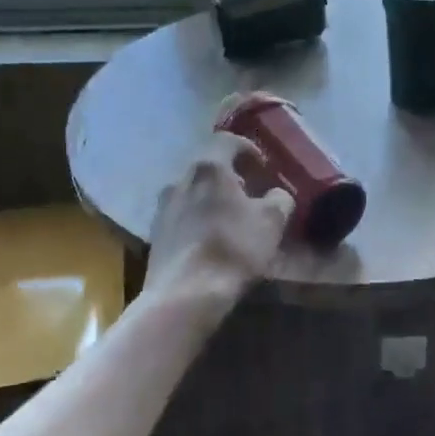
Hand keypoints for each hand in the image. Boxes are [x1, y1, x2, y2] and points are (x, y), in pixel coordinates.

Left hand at [144, 133, 292, 309]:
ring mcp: (163, 206)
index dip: (247, 148)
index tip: (262, 164)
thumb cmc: (233, 248)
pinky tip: (210, 237)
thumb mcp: (272, 222)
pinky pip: (181, 213)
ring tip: (230, 215)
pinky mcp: (155, 232)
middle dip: (229, 174)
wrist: (185, 294)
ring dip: (211, 196)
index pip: (227, 141)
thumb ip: (279, 200)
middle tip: (249, 189)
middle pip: (207, 165)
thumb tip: (276, 195)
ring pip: (192, 190)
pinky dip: (198, 216)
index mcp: (209, 167)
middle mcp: (181, 178)